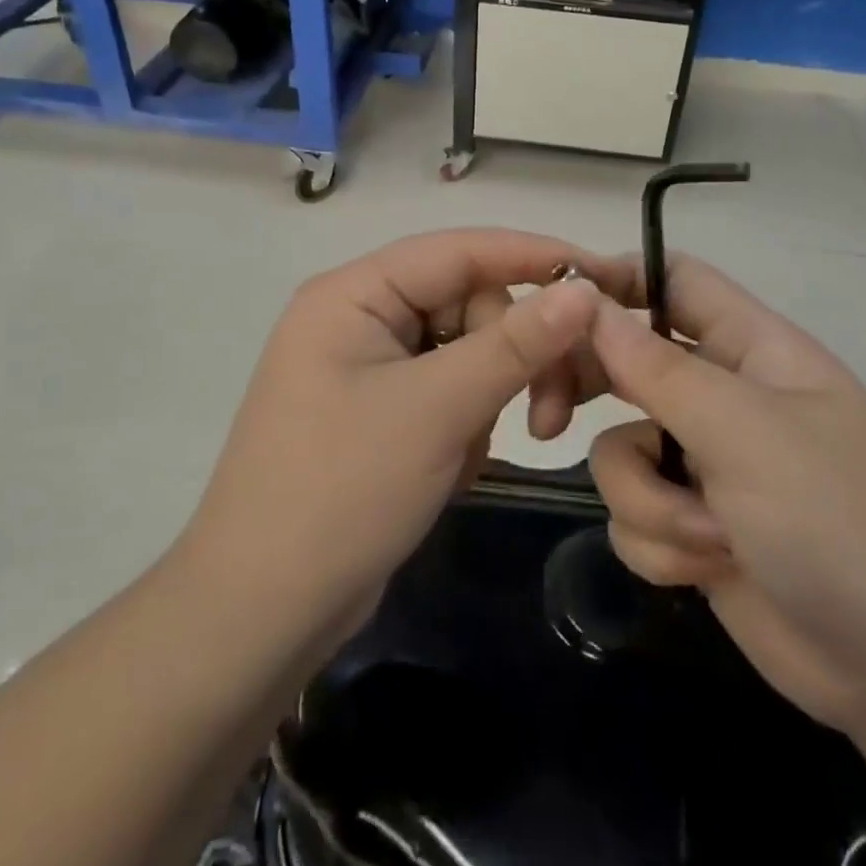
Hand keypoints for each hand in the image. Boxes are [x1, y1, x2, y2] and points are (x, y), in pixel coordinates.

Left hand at [177, 230, 627, 657]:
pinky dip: (467, 424)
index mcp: (353, 294)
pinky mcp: (380, 412)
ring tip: (482, 454)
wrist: (261, 614)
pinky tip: (453, 471)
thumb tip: (583, 290)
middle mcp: (359, 317)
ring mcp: (368, 367)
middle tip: (551, 417)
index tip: (605, 276)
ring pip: (465, 352)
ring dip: (492, 397)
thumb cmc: (342, 493)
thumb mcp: (438, 410)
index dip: (535, 257)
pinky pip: (447, 392)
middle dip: (514, 355)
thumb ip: (515, 343)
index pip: (460, 250)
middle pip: (469, 304)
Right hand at [585, 257, 865, 731]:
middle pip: (626, 360)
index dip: (615, 280)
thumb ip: (659, 369)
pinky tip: (711, 570)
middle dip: (589, 392)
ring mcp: (705, 463)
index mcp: (751, 348)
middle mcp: (722, 395)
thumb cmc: (841, 523)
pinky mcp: (692, 525)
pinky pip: (633, 512)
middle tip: (548, 415)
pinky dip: (662, 545)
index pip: (673, 280)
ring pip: (620, 450)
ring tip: (711, 537)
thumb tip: (587, 304)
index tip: (553, 305)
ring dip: (650, 499)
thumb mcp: (747, 433)